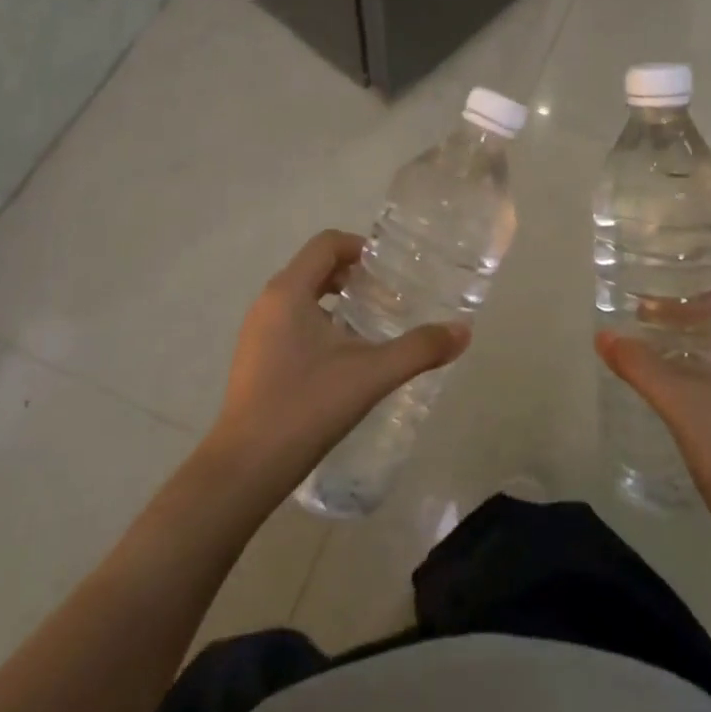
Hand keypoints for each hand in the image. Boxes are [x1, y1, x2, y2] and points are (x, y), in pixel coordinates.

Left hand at [206, 230, 470, 495]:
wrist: (246, 467)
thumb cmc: (307, 406)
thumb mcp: (372, 375)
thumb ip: (420, 349)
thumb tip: (463, 331)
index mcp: (289, 292)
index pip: (326, 244)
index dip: (361, 248)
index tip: (391, 271)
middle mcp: (268, 303)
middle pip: (315, 268)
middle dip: (353, 276)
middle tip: (388, 298)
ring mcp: (257, 332)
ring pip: (302, 297)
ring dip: (338, 301)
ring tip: (371, 327)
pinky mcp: (255, 358)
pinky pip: (292, 322)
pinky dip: (321, 324)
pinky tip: (345, 360)